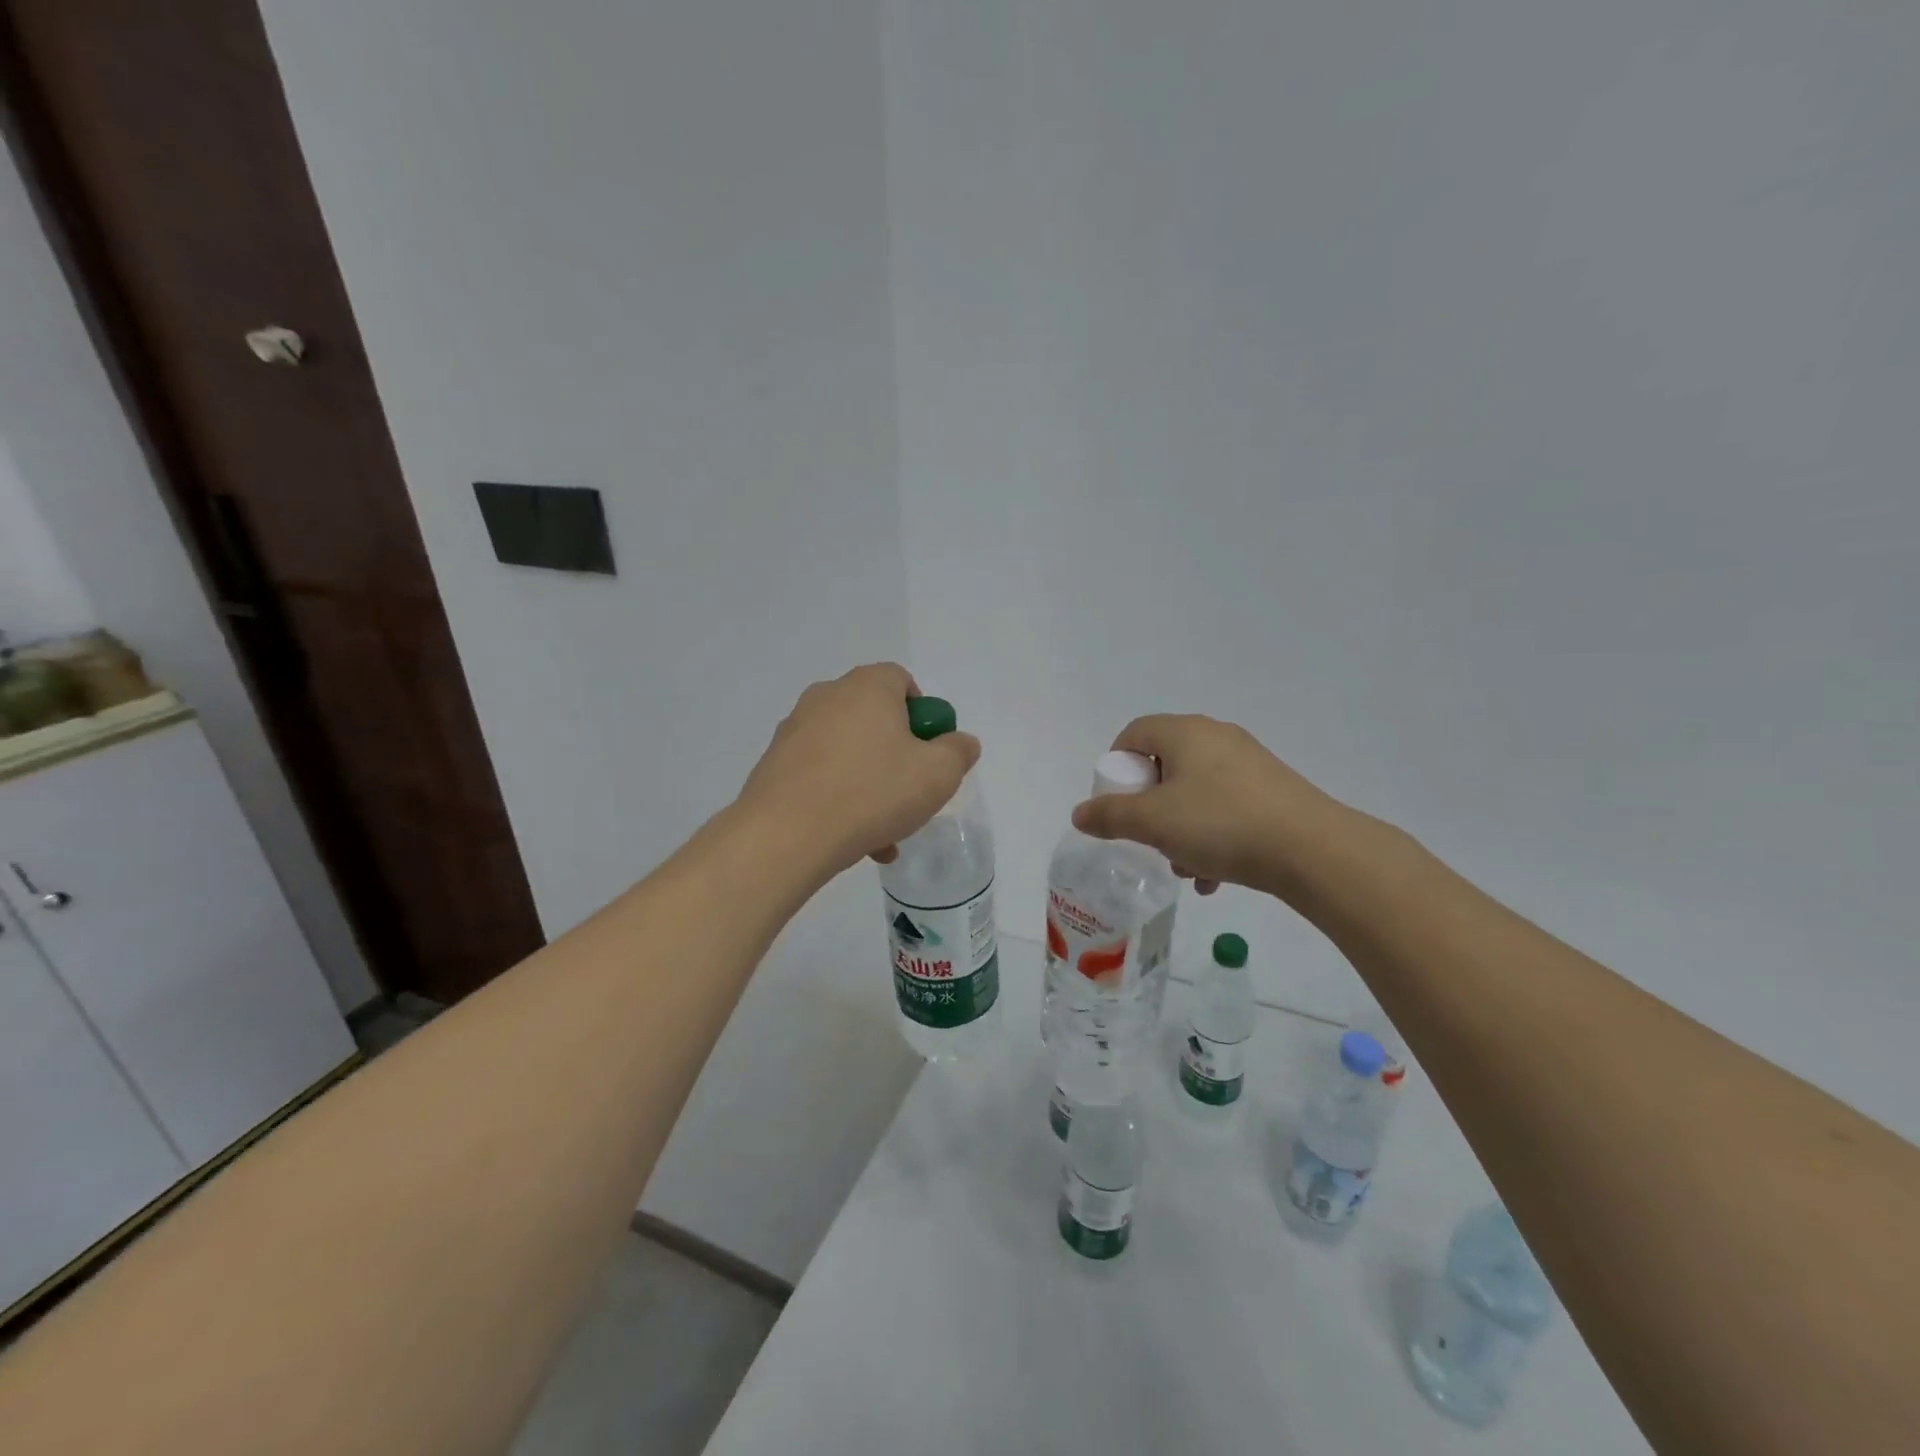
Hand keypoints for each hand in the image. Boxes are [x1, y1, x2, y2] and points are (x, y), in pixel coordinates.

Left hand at [738, 664, 980, 876]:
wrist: (786, 834)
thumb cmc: (872, 792)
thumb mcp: (937, 775)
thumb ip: (958, 752)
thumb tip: (960, 742)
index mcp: (867, 686)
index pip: (901, 681)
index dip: (922, 716)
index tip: (928, 753)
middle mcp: (827, 697)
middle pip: (874, 720)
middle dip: (897, 757)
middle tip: (910, 795)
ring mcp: (794, 730)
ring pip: (848, 754)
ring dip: (870, 786)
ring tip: (883, 834)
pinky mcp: (773, 764)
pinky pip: (820, 776)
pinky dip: (839, 800)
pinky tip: (852, 841)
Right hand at [1070, 715, 1339, 896]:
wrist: (1311, 850)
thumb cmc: (1220, 824)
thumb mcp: (1153, 822)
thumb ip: (1110, 815)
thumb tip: (1080, 813)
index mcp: (1185, 732)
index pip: (1133, 733)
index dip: (1116, 767)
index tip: (1116, 805)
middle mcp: (1216, 737)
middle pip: (1164, 766)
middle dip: (1149, 809)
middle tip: (1148, 839)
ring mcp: (1248, 763)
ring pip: (1194, 792)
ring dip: (1179, 830)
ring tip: (1184, 869)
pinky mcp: (1271, 790)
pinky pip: (1224, 807)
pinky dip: (1210, 836)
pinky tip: (1213, 876)